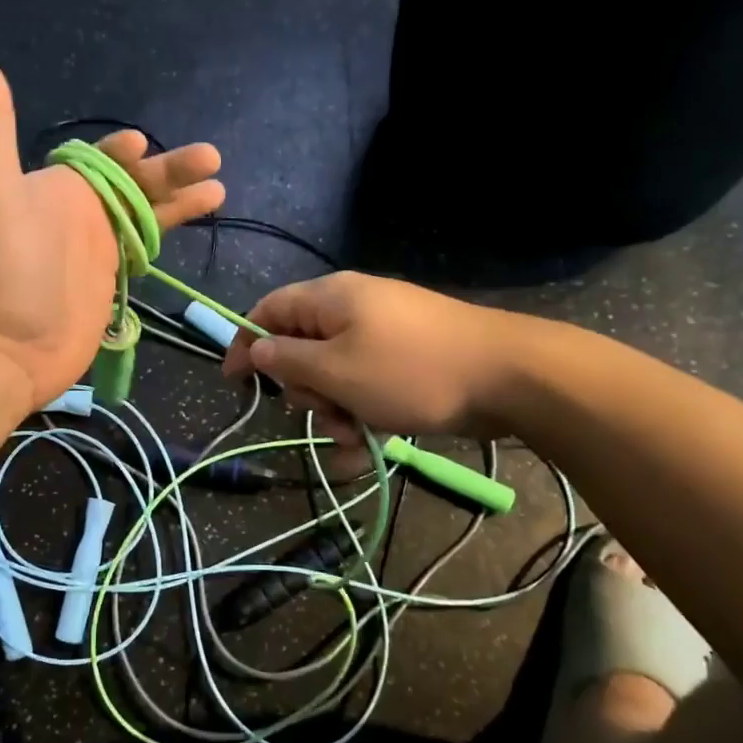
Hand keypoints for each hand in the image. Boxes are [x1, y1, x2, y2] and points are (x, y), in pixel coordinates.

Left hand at [0, 37, 225, 405]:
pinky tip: (202, 223)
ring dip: (182, 198)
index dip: (124, 151)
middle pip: (137, 182)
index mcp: (58, 186)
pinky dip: (173, 231)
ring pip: (150, 213)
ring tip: (219, 186)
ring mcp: (100, 248)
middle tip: (211, 158)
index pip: (99, 158)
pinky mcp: (115, 280)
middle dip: (172, 169)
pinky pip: (148, 246)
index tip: (142, 145)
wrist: (6, 348)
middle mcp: (81, 211)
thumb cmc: (0, 268)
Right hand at [223, 272, 512, 439]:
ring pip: (334, 372)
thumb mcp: (336, 370)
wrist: (508, 376)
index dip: (244, 342)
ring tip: (355, 435)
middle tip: (323, 412)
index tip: (234, 382)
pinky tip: (371, 443)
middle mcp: (353, 308)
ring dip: (334, 408)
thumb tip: (255, 348)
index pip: (267, 310)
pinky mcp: (406, 358)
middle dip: (304, 388)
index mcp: (330, 299)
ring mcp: (383, 332)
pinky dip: (363, 410)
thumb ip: (287, 359)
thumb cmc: (409, 371)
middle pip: (301, 346)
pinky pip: (367, 382)